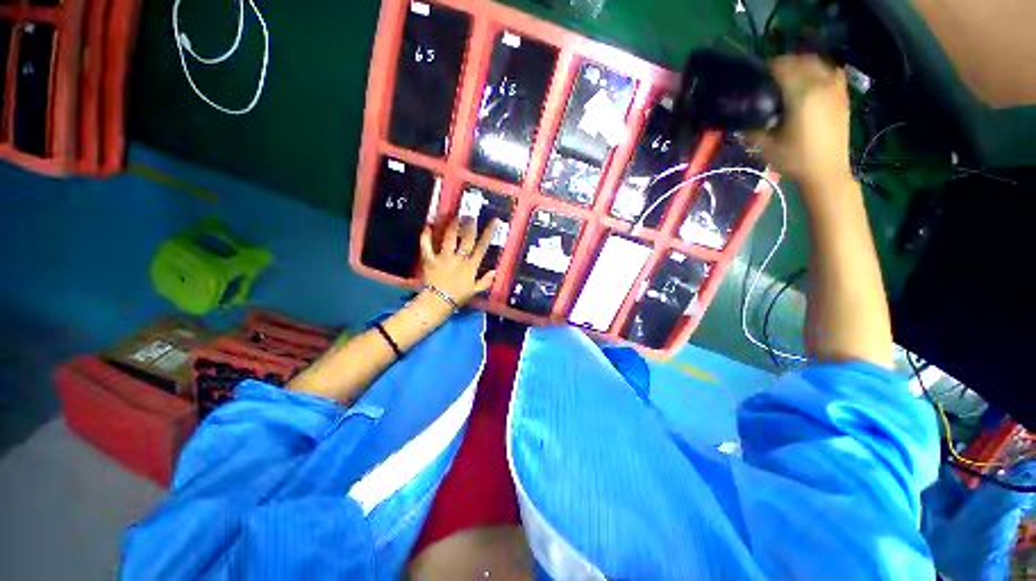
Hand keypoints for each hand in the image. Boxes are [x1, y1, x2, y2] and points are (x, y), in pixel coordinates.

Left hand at [419, 217, 498, 306]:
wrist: (439, 302)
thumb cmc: (458, 297)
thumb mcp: (475, 291)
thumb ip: (486, 281)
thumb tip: (495, 271)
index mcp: (471, 266)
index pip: (482, 247)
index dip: (489, 233)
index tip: (494, 221)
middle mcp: (458, 259)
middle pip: (466, 239)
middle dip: (470, 225)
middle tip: (471, 214)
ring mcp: (443, 258)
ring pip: (448, 238)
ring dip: (452, 226)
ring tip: (454, 216)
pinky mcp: (430, 260)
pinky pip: (427, 246)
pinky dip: (426, 237)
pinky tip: (427, 227)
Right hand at [750, 55, 853, 189]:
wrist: (826, 172)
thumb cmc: (795, 160)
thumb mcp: (766, 147)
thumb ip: (752, 130)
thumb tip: (738, 123)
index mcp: (801, 95)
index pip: (783, 68)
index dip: (769, 68)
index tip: (757, 74)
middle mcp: (821, 85)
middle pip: (802, 61)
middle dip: (786, 64)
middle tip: (771, 75)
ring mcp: (835, 90)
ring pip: (819, 64)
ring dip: (804, 65)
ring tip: (791, 76)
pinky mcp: (843, 97)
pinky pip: (832, 74)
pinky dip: (820, 72)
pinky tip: (811, 82)